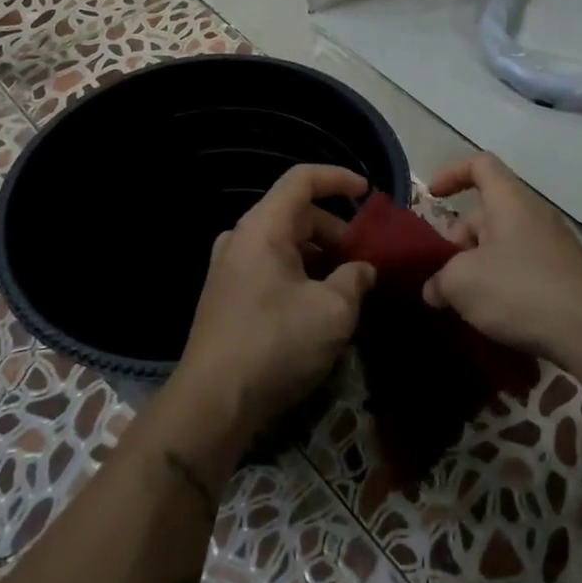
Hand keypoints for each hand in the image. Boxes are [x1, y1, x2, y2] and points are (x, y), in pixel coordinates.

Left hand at [174, 164, 376, 445]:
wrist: (213, 403)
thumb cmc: (276, 344)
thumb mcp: (333, 311)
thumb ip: (355, 279)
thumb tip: (362, 270)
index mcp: (263, 228)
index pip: (302, 179)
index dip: (338, 179)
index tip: (368, 193)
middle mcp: (241, 238)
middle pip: (296, 214)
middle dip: (337, 231)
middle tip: (368, 259)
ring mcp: (230, 268)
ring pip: (285, 244)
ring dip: (321, 257)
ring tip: (351, 285)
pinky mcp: (228, 296)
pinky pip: (271, 268)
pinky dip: (301, 275)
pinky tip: (321, 306)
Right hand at [422, 153, 581, 367]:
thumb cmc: (520, 291)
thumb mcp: (462, 283)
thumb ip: (439, 280)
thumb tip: (435, 289)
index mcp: (510, 201)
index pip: (480, 165)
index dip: (452, 173)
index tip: (432, 196)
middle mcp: (534, 215)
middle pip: (486, 214)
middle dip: (458, 242)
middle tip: (444, 279)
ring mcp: (554, 246)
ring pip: (503, 245)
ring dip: (478, 267)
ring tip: (465, 303)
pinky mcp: (566, 276)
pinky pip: (523, 268)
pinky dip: (503, 283)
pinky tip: (494, 315)